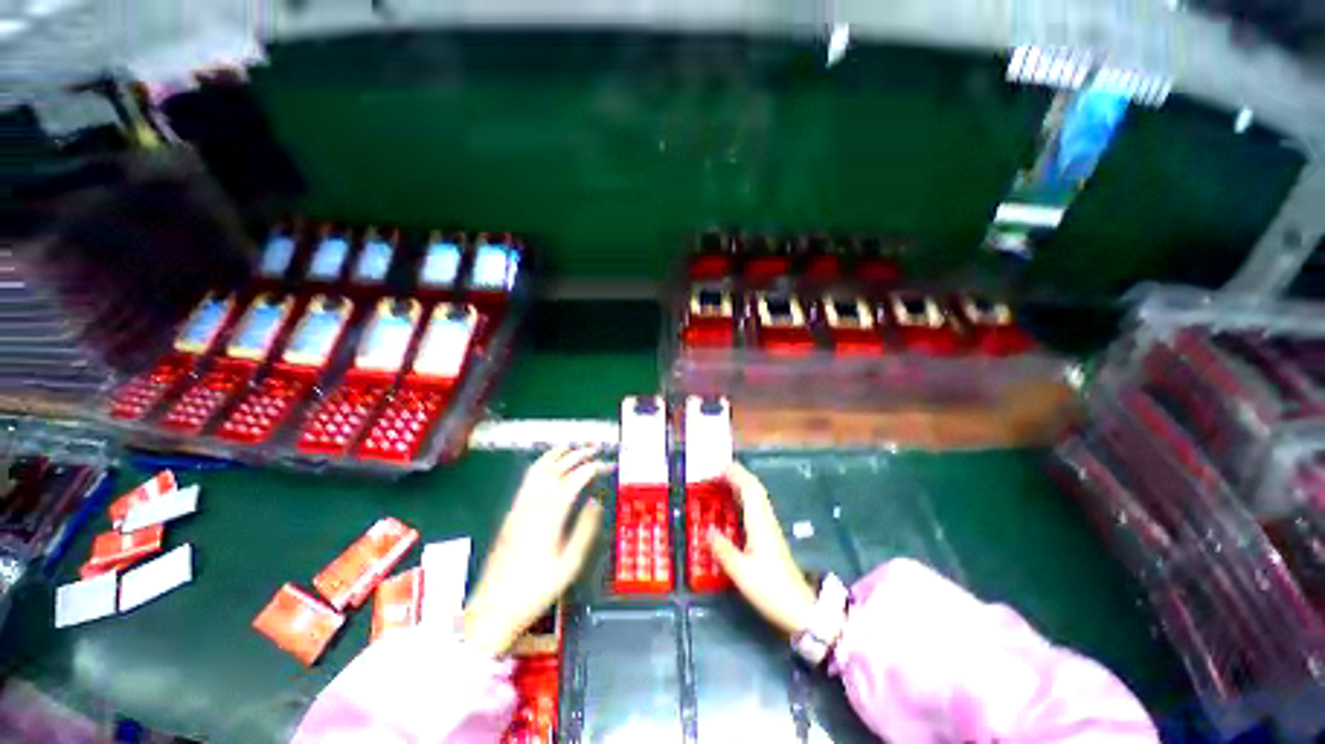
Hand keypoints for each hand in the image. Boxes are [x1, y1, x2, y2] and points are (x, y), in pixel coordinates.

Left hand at [463, 446, 608, 655]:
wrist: (493, 607)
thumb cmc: (535, 589)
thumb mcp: (568, 565)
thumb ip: (584, 530)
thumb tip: (595, 503)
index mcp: (549, 516)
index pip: (574, 479)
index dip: (593, 467)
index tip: (607, 465)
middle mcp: (532, 504)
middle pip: (556, 468)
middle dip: (577, 454)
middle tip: (595, 450)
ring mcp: (519, 506)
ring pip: (538, 469)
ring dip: (557, 455)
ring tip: (572, 448)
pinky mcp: (511, 512)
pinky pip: (527, 479)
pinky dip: (542, 465)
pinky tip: (548, 466)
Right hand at [710, 462, 816, 636]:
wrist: (800, 609)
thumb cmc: (770, 589)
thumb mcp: (741, 573)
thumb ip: (723, 550)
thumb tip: (707, 529)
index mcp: (759, 524)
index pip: (749, 490)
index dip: (736, 475)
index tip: (719, 467)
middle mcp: (766, 521)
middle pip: (755, 489)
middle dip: (739, 475)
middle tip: (720, 469)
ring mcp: (771, 528)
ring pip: (758, 497)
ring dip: (743, 484)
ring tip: (725, 480)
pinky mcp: (771, 537)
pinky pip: (757, 507)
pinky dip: (746, 497)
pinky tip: (738, 504)